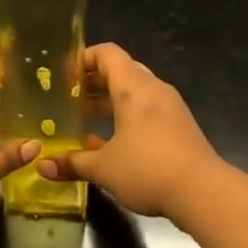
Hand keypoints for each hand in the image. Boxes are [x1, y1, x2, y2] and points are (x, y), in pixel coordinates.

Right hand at [37, 43, 222, 220]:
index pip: (107, 54)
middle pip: (121, 71)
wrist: (204, 193)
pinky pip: (147, 111)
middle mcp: (153, 89)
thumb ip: (72, 163)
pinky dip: (127, 117)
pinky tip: (110, 142)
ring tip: (84, 118)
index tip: (63, 75)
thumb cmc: (148, 169)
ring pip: (135, 93)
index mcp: (133, 87)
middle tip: (68, 97)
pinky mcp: (180, 128)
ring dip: (110, 101)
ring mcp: (170, 108)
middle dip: (94, 82)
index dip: (84, 58)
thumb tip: (43, 167)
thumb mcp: (103, 168)